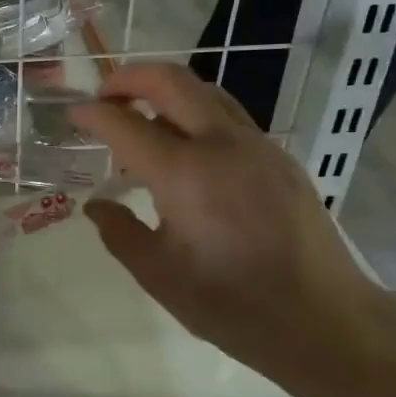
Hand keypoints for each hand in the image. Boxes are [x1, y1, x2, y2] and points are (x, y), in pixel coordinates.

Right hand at [69, 64, 385, 394]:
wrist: (321, 319)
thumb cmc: (229, 304)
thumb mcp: (158, 275)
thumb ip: (120, 232)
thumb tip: (98, 206)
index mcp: (184, 174)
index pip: (125, 124)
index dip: (93, 115)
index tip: (73, 115)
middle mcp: (221, 145)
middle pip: (171, 82)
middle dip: (130, 77)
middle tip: (105, 96)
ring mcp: (257, 147)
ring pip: (207, 92)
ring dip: (167, 92)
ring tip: (144, 118)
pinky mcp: (280, 159)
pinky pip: (230, 118)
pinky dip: (198, 115)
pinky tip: (188, 151)